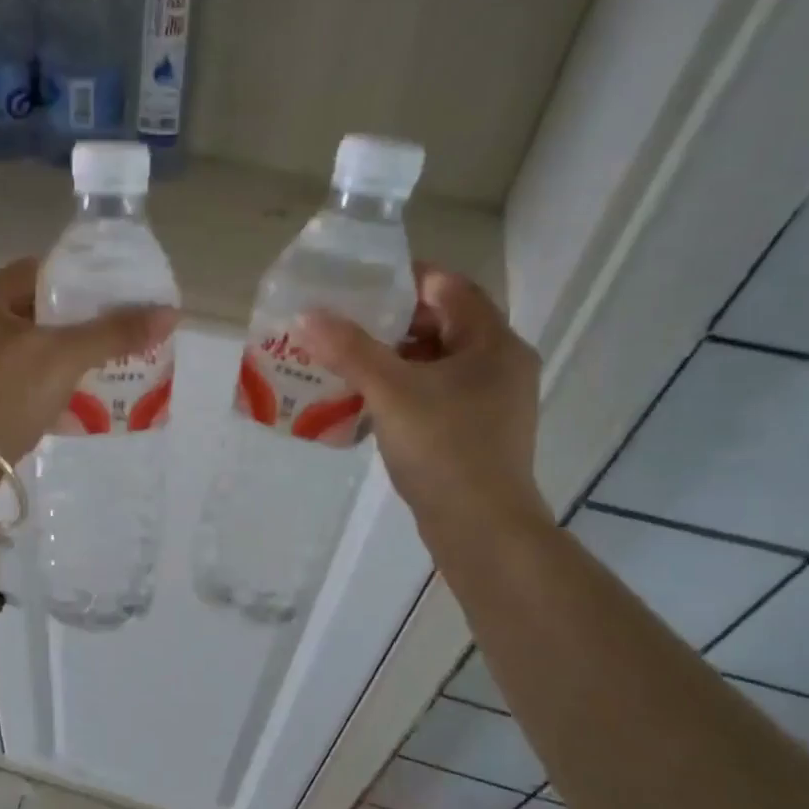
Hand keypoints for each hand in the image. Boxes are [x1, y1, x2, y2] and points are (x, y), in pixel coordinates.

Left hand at [0, 258, 178, 462]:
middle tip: (99, 338)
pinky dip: (27, 384)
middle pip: (22, 312)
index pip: (30, 272)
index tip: (102, 298)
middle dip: (63, 324)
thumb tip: (169, 313)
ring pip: (11, 349)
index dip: (71, 280)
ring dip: (46, 357)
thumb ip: (115, 333)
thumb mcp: (66, 358)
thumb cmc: (6, 395)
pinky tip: (53, 402)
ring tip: (84, 371)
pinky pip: (0, 380)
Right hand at [298, 264, 550, 545]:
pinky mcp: (478, 431)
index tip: (359, 286)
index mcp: (493, 342)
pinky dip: (405, 389)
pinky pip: (437, 393)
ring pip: (438, 362)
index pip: (450, 287)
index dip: (405, 281)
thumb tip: (307, 315)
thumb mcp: (391, 391)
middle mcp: (500, 364)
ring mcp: (492, 401)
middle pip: (443, 324)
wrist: (481, 527)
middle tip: (344, 325)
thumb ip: (350, 350)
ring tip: (347, 361)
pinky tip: (369, 400)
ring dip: (395, 358)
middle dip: (392, 323)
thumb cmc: (444, 447)